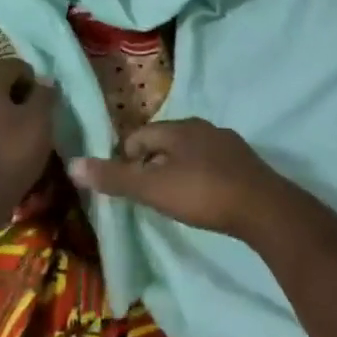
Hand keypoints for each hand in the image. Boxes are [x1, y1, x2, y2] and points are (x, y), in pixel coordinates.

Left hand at [0, 57, 59, 210]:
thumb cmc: (7, 155)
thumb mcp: (39, 122)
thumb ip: (44, 96)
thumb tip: (44, 81)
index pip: (15, 66)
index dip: (34, 82)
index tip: (45, 107)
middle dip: (16, 100)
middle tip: (33, 125)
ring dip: (0, 119)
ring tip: (16, 144)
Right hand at [69, 119, 316, 246]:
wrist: (264, 209)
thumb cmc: (202, 194)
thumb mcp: (152, 189)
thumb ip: (114, 178)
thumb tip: (72, 164)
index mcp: (177, 128)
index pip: (138, 136)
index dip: (125, 159)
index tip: (125, 187)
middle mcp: (202, 127)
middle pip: (164, 142)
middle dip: (151, 165)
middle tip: (147, 196)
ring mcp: (227, 143)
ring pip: (189, 152)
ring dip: (176, 171)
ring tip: (174, 199)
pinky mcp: (245, 163)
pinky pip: (211, 164)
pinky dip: (200, 177)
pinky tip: (204, 199)